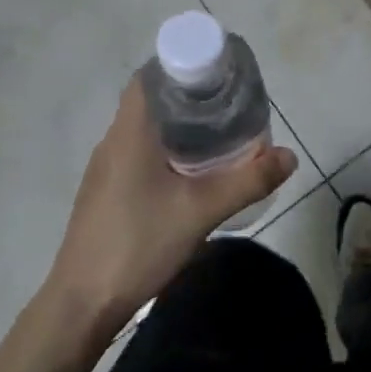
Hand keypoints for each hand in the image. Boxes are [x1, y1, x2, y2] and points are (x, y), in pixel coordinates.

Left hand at [45, 76, 297, 337]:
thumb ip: (248, 181)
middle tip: (230, 106)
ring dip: (179, 127)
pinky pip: (139, 155)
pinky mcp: (105, 194)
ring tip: (219, 136)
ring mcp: (105, 170)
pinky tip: (191, 175)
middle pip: (151, 102)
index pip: (149, 77)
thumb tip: (289, 156)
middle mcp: (113, 142)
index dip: (182, 66)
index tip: (217, 74)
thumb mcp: (202, 211)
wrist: (81, 305)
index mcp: (129, 133)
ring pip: (145, 131)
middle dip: (190, 98)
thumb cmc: (138, 244)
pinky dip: (167, 151)